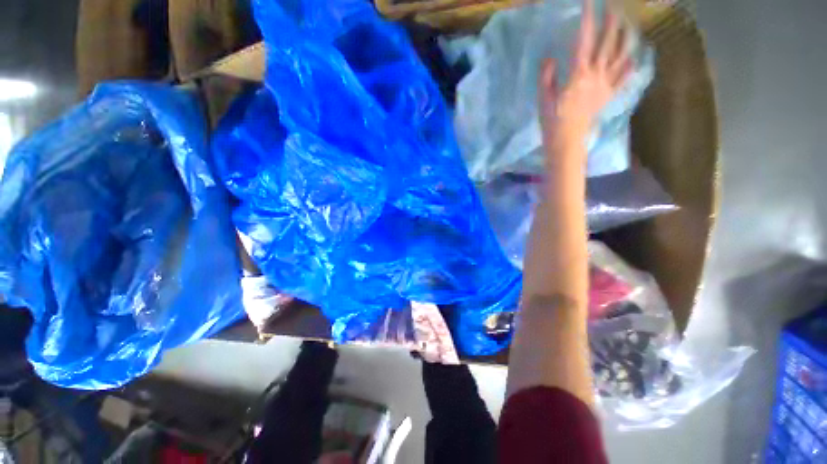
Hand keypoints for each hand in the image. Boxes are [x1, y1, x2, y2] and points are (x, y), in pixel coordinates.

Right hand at [539, 0, 632, 146]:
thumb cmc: (552, 120)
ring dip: (626, 37)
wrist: (567, 140)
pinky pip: (624, 76)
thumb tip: (550, 58)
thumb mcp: (543, 99)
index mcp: (578, 74)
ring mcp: (605, 84)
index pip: (584, 40)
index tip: (590, 3)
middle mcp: (596, 75)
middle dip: (611, 22)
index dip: (588, 19)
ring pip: (621, 56)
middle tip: (614, 7)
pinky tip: (635, 54)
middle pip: (608, 43)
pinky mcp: (609, 94)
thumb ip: (547, 77)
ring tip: (628, 24)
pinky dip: (631, 64)